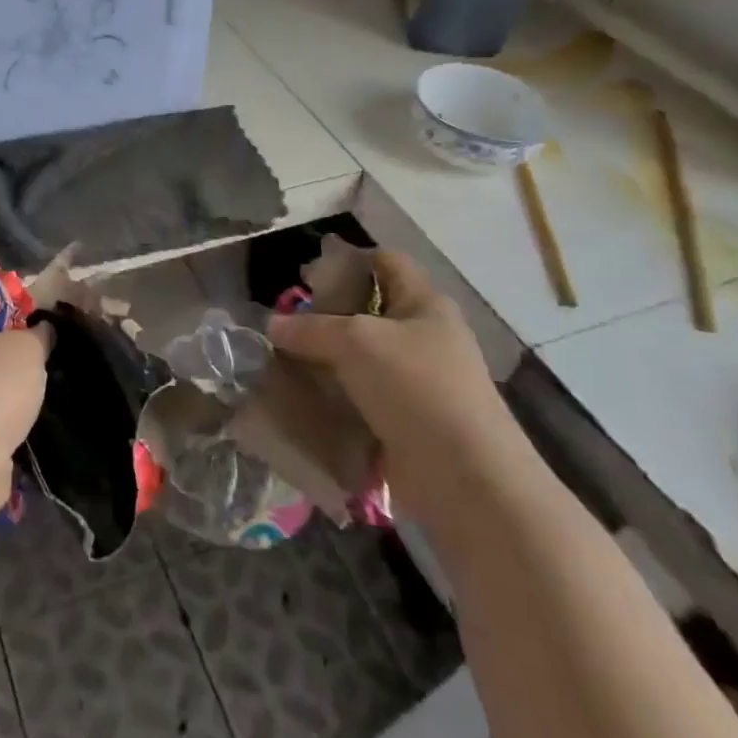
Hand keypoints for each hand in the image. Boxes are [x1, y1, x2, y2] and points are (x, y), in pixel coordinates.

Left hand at [0, 301, 49, 519]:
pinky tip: (24, 416)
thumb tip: (41, 330)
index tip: (39, 313)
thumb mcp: (28, 348)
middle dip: (12, 345)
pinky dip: (1, 412)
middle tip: (44, 350)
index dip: (10, 300)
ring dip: (8, 382)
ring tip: (40, 385)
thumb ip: (39, 334)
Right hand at [267, 251, 523, 520]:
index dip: (348, 259)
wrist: (463, 478)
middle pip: (368, 309)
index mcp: (424, 304)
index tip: (307, 274)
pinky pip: (360, 394)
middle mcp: (424, 336)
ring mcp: (417, 380)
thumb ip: (310, 328)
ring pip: (360, 355)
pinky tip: (301, 395)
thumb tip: (273, 326)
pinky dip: (332, 393)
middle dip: (326, 312)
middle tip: (286, 319)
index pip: (386, 261)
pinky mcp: (405, 419)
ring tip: (283, 358)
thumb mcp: (355, 341)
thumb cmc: (415, 388)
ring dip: (324, 356)